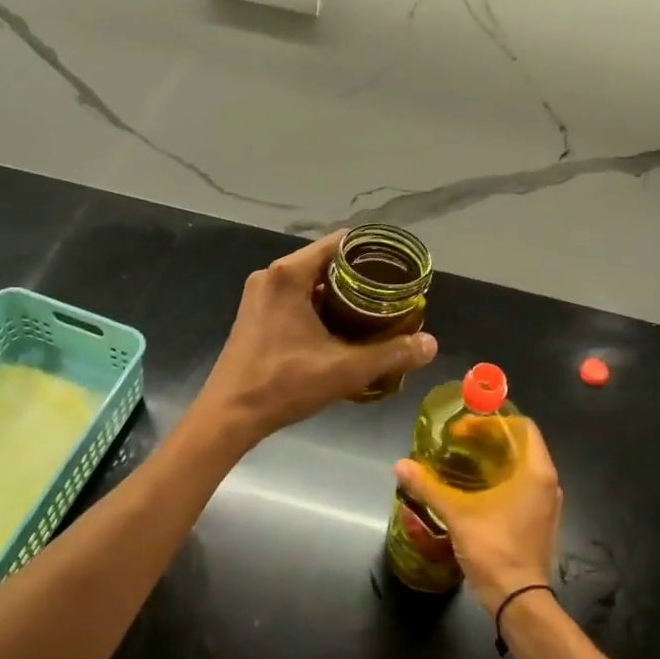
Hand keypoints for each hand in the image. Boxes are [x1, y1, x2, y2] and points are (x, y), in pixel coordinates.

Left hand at [198, 232, 437, 445]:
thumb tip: (431, 344)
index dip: (371, 251)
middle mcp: (271, 275)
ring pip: (309, 280)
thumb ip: (391, 354)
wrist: (228, 415)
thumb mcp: (344, 370)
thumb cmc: (283, 384)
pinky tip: (340, 326)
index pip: (339, 243)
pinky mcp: (255, 312)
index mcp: (288, 274)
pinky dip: (318, 303)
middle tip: (392, 292)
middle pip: (325, 260)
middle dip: (359, 275)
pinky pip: (294, 295)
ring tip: (373, 309)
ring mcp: (259, 294)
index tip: (398, 267)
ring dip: (339, 292)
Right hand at [394, 418, 561, 616]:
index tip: (464, 429)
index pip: (521, 427)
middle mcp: (548, 483)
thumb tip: (400, 464)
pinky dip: (500, 480)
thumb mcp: (458, 514)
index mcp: (536, 471)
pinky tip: (475, 490)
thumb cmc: (495, 549)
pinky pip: (522, 487)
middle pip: (520, 445)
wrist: (519, 602)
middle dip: (488, 440)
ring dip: (494, 460)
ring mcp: (546, 504)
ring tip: (462, 463)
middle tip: (457, 442)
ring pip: (521, 468)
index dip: (492, 421)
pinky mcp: (540, 522)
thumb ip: (428, 486)